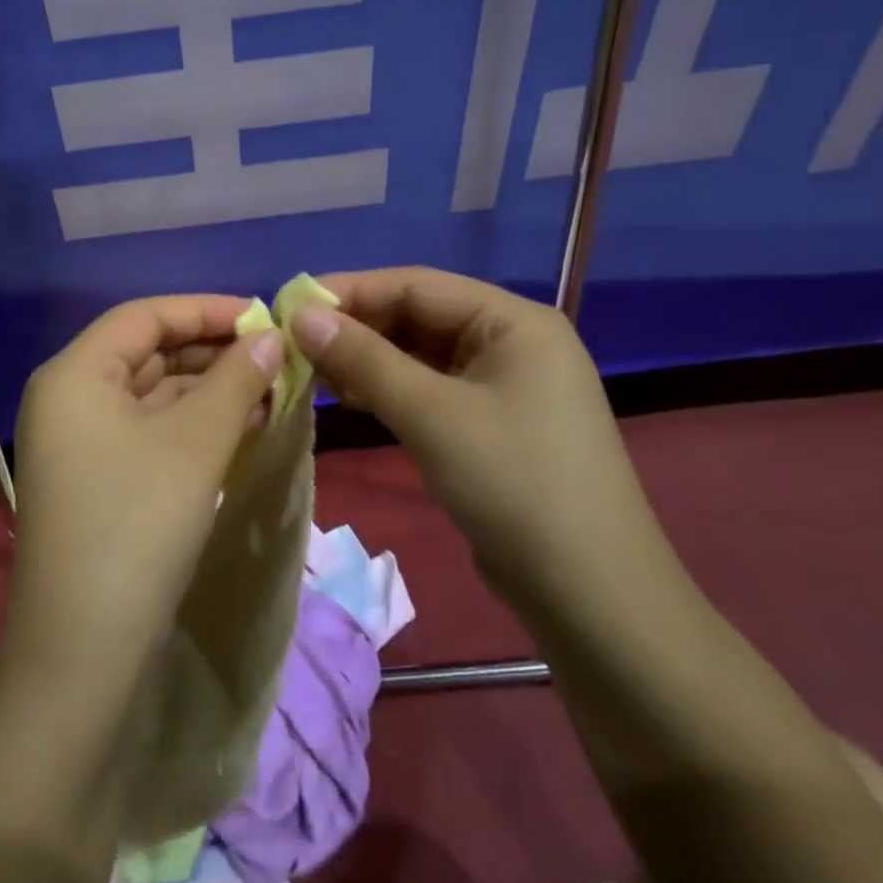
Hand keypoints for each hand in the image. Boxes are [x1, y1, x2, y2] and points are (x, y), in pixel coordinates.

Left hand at [4, 296, 283, 686]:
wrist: (84, 653)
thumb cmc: (137, 524)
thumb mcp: (196, 443)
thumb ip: (236, 380)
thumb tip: (271, 338)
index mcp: (76, 373)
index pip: (145, 316)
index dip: (206, 310)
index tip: (263, 317)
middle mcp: (69, 398)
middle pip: (148, 353)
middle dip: (213, 352)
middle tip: (275, 358)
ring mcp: (80, 443)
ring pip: (152, 395)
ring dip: (209, 391)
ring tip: (270, 392)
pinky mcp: (97, 480)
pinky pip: (149, 433)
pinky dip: (193, 426)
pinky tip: (242, 428)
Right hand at [288, 267, 674, 612]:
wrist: (591, 598)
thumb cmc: (514, 485)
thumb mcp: (430, 414)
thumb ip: (362, 359)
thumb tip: (300, 315)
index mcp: (513, 321)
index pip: (416, 284)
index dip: (350, 290)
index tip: (290, 305)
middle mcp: (510, 342)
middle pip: (417, 316)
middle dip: (356, 328)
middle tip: (294, 343)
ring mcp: (502, 385)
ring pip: (418, 355)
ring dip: (366, 360)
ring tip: (311, 371)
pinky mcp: (490, 424)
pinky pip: (428, 389)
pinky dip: (387, 389)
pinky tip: (348, 398)